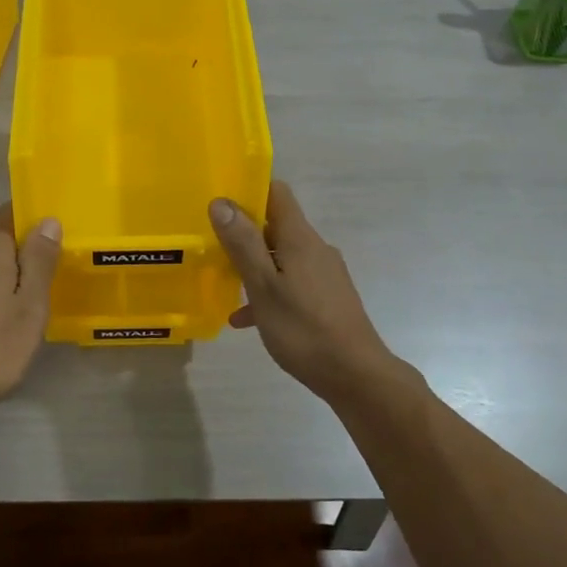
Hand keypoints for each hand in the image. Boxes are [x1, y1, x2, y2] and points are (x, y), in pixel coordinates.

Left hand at [0, 204, 61, 419]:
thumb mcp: (28, 306)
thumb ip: (39, 263)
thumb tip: (47, 219)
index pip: (3, 217)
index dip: (25, 211)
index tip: (50, 215)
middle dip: (25, 247)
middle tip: (58, 258)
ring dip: (14, 274)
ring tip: (42, 290)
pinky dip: (1, 295)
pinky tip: (13, 318)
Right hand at [210, 182, 402, 399]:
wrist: (355, 375)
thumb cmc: (303, 329)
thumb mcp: (263, 287)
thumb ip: (242, 244)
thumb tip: (222, 201)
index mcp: (300, 238)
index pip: (276, 193)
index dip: (249, 190)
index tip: (220, 202)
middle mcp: (315, 248)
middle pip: (276, 226)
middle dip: (244, 233)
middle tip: (211, 246)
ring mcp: (324, 274)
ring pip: (281, 258)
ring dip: (253, 266)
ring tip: (223, 285)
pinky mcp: (327, 298)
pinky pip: (291, 283)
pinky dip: (268, 292)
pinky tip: (245, 319)